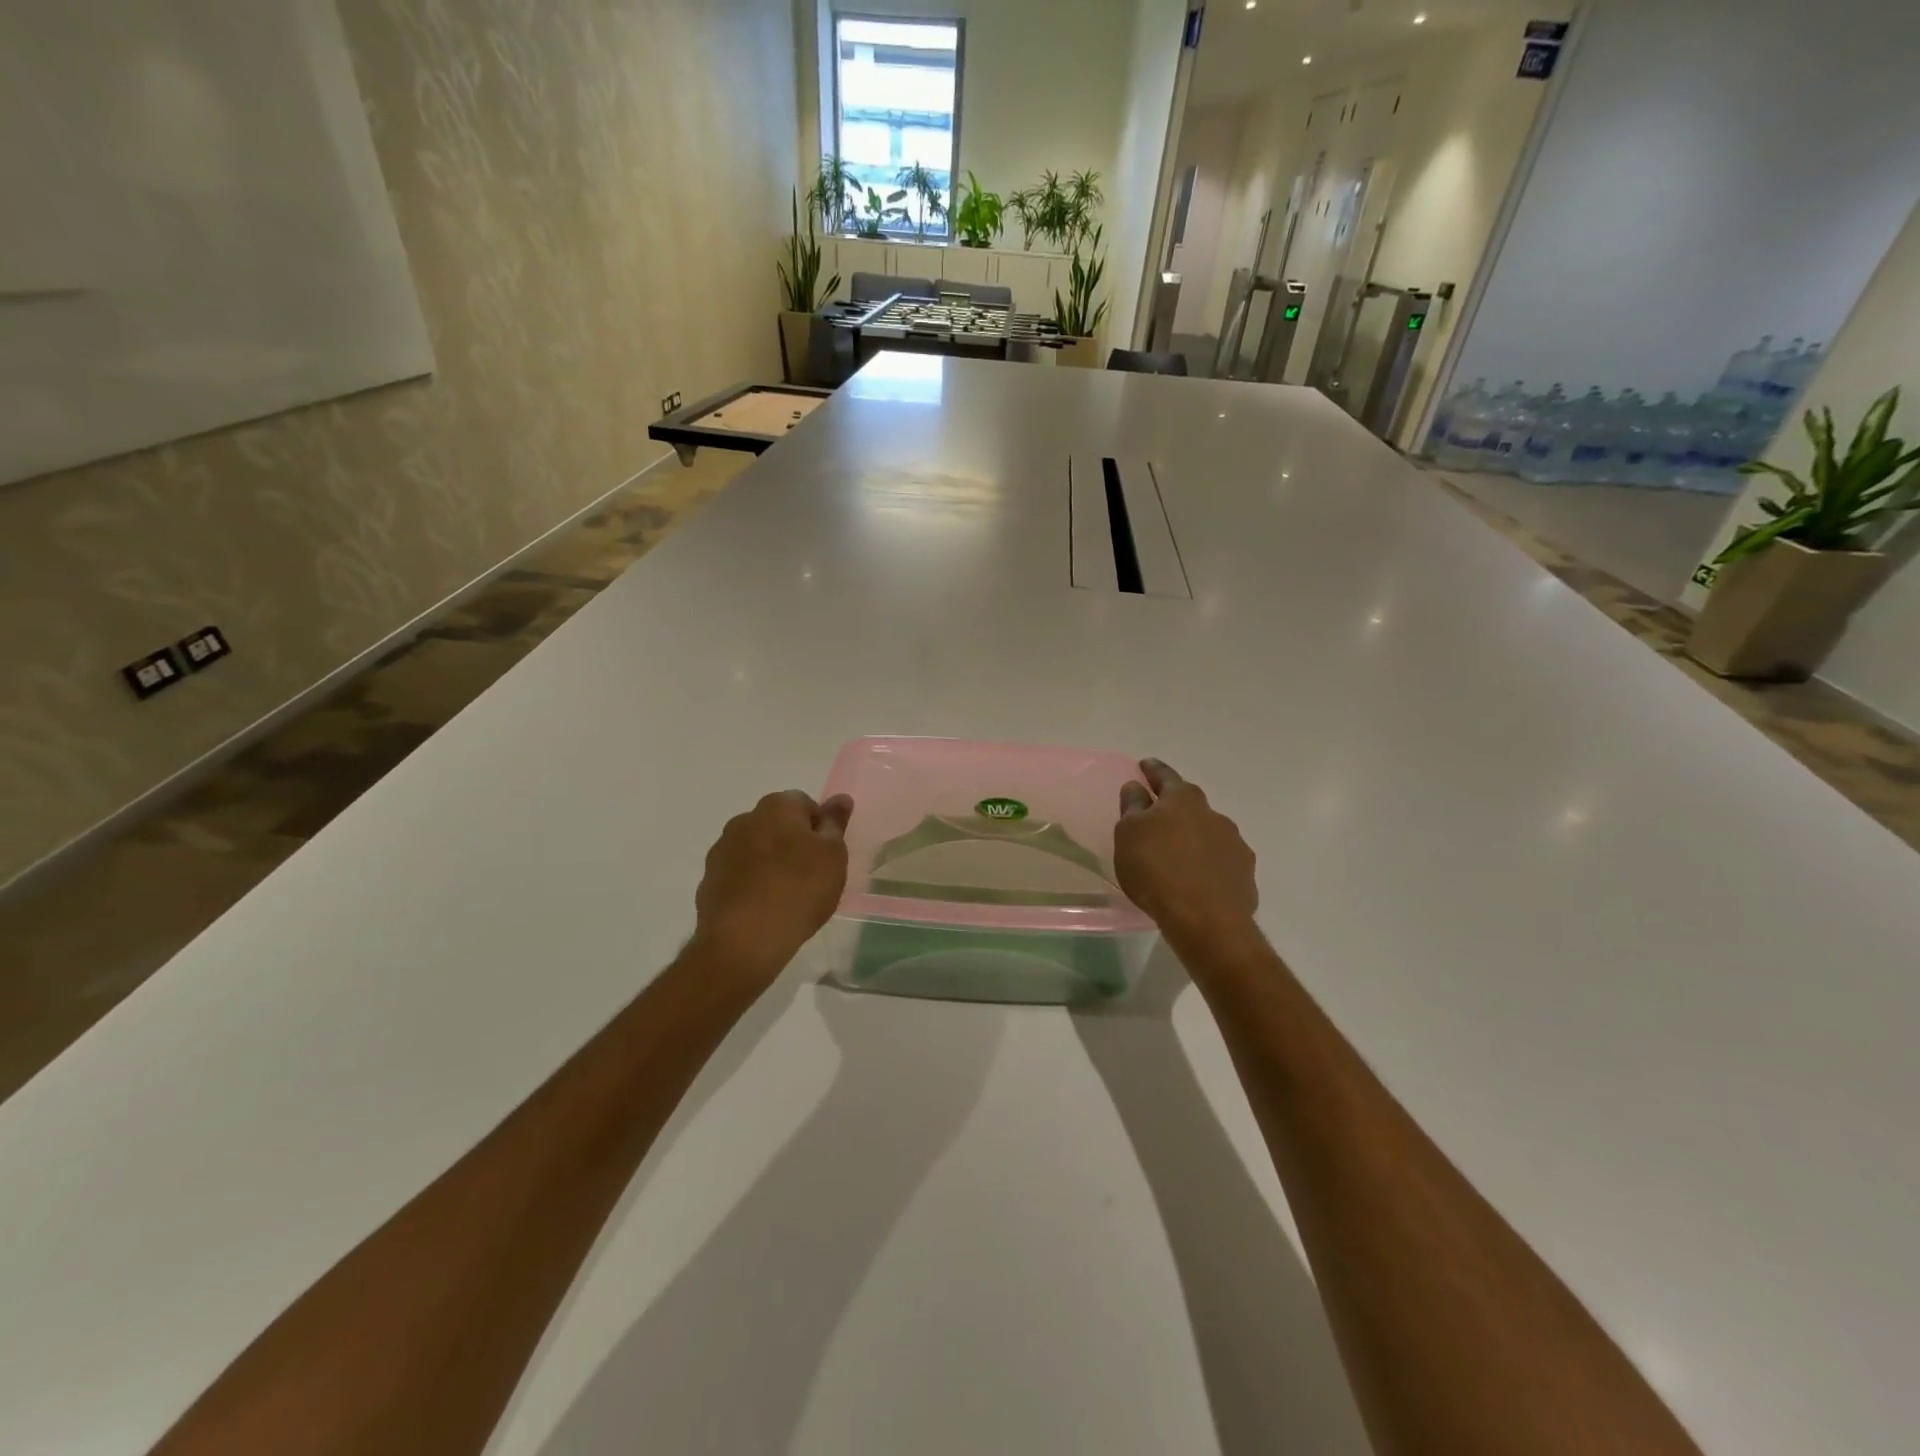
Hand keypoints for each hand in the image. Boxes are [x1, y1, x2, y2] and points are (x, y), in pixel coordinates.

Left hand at [693, 790, 853, 991]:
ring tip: (786, 896)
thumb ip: (835, 823)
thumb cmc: (800, 890)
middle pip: (776, 824)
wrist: (744, 940)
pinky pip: (738, 875)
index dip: (819, 827)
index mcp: (776, 806)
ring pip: (754, 849)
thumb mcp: (833, 855)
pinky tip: (762, 909)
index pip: (804, 803)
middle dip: (792, 842)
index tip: (827, 855)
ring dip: (769, 862)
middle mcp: (744, 820)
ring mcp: (721, 851)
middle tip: (810, 875)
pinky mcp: (708, 881)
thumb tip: (840, 798)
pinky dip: (750, 884)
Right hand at [1115, 759, 1257, 950]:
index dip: (1152, 770)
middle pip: (1190, 804)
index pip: (1165, 776)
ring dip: (1194, 837)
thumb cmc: (1156, 869)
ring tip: (1178, 854)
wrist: (1205, 918)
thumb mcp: (1129, 834)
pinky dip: (1208, 865)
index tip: (1145, 764)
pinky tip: (1198, 880)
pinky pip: (1221, 862)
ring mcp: (1234, 844)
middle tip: (1159, 814)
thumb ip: (1132, 806)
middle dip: (1175, 807)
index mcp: (1183, 800)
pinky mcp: (1245, 874)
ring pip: (1209, 833)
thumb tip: (1137, 786)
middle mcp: (1213, 815)